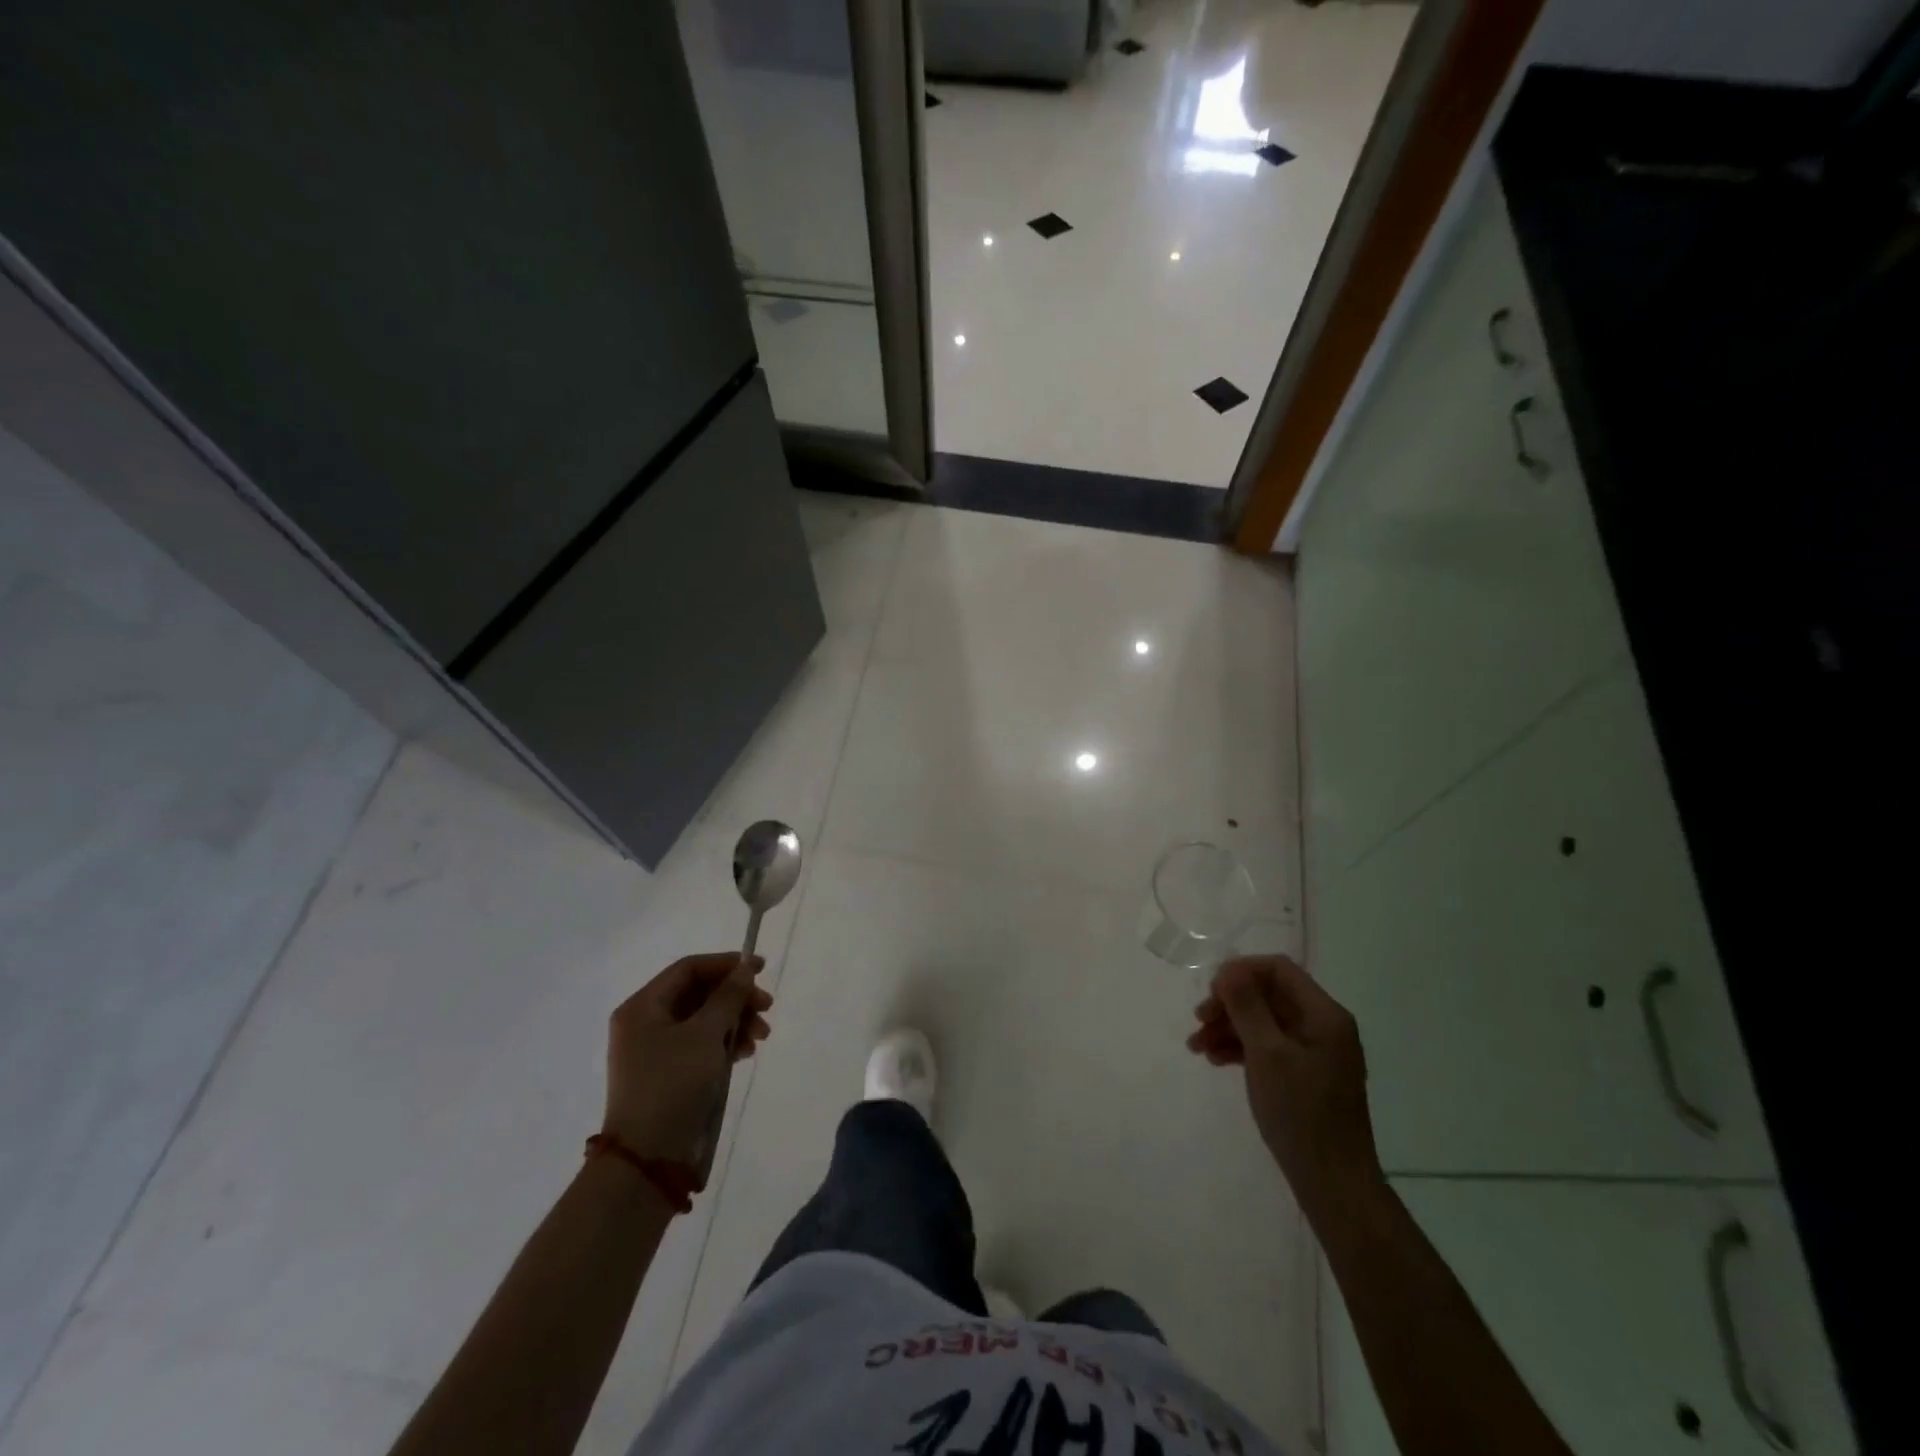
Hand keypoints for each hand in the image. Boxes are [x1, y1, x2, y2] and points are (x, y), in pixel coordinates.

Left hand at [604, 953, 771, 1167]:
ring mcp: (655, 1051)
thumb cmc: (673, 1084)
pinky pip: (701, 1045)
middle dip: (736, 998)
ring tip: (761, 1037)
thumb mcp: (705, 1034)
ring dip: (735, 1022)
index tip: (761, 969)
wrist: (649, 1159)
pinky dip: (725, 1044)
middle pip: (698, 994)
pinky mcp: (668, 1074)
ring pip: (703, 1020)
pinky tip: (746, 1053)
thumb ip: (728, 997)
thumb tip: (744, 969)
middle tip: (767, 1008)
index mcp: (643, 1007)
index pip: (688, 969)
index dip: (726, 964)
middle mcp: (645, 1023)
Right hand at [1188, 955, 1382, 1218]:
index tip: (1211, 993)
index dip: (1240, 972)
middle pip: (1268, 995)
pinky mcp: (1304, 1076)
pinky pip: (1268, 1046)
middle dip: (1229, 1003)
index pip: (1278, 969)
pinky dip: (1240, 1048)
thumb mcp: (1267, 1053)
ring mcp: (1314, 1053)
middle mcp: (1322, 1026)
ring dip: (1228, 1026)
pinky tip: (1214, 1060)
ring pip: (1263, 1021)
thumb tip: (1229, 967)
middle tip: (1198, 1020)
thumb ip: (1247, 1005)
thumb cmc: (1301, 1113)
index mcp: (1324, 1014)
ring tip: (1196, 1046)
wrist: (1333, 1184)